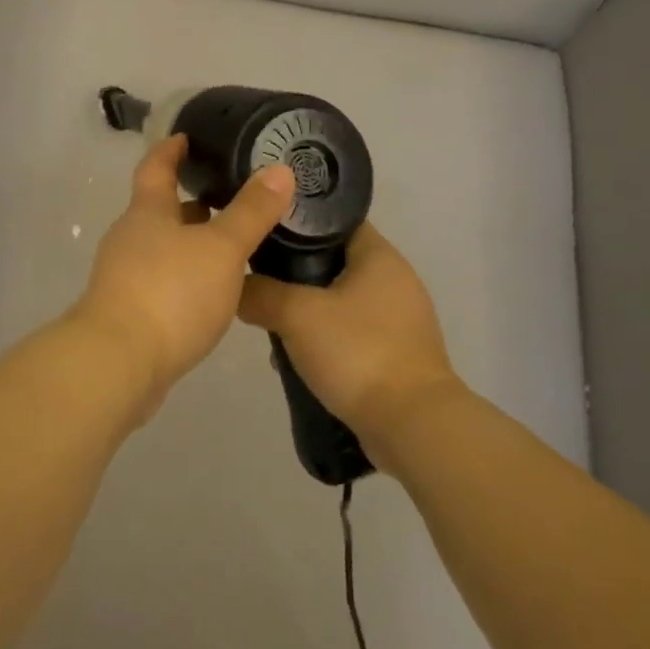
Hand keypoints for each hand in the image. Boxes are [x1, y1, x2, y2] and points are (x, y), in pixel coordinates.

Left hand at [71, 135, 295, 417]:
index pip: (156, 167)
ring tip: (228, 247)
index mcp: (147, 212)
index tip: (186, 138)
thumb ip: (251, 212)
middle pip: (159, 209)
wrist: (118, 362)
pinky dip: (183, 277)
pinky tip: (209, 294)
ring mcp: (124, 275)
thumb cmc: (170, 292)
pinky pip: (160, 281)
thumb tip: (280, 169)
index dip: (171, 150)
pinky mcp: (127, 312)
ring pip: (161, 247)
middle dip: (189, 202)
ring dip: (189, 242)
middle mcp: (130, 237)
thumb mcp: (221, 248)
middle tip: (227, 197)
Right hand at [237, 222, 461, 466]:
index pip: (332, 219)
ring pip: (339, 299)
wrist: (414, 430)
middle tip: (259, 278)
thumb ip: (260, 293)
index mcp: (379, 255)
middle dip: (294, 271)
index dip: (296, 219)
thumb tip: (235, 287)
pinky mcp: (398, 354)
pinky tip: (299, 358)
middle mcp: (394, 279)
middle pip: (333, 259)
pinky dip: (326, 339)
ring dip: (308, 310)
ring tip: (272, 323)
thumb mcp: (297, 315)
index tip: (261, 228)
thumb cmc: (359, 353)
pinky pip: (352, 332)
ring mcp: (399, 319)